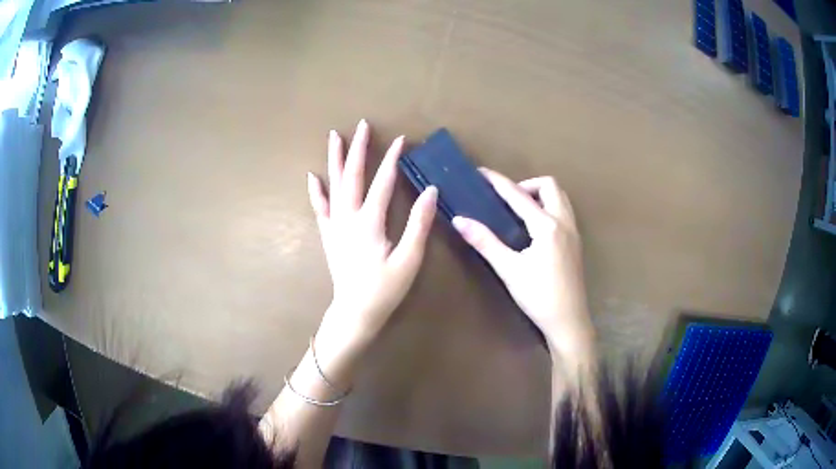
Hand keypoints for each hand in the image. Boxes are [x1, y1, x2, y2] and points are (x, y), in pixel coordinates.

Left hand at [307, 120, 437, 350]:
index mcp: (370, 222)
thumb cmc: (385, 289)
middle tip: (362, 124)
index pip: (382, 182)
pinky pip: (320, 208)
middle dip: (359, 148)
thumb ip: (419, 225)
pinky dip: (316, 191)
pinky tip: (313, 176)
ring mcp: (335, 225)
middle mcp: (348, 217)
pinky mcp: (329, 235)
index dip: (392, 159)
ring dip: (336, 159)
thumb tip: (431, 192)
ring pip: (334, 185)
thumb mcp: (409, 260)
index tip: (401, 139)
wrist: (355, 311)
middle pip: (353, 175)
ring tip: (335, 136)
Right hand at [452, 168, 592, 356]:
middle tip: (508, 201)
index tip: (482, 173)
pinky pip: (564, 211)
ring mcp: (574, 232)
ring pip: (560, 198)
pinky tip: (535, 228)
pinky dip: (549, 207)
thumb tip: (459, 220)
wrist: (568, 321)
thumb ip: (485, 242)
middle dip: (527, 185)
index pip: (519, 195)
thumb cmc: (539, 296)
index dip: (498, 182)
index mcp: (547, 226)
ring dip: (541, 195)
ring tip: (521, 211)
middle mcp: (564, 222)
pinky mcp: (576, 243)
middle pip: (549, 186)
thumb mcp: (509, 270)